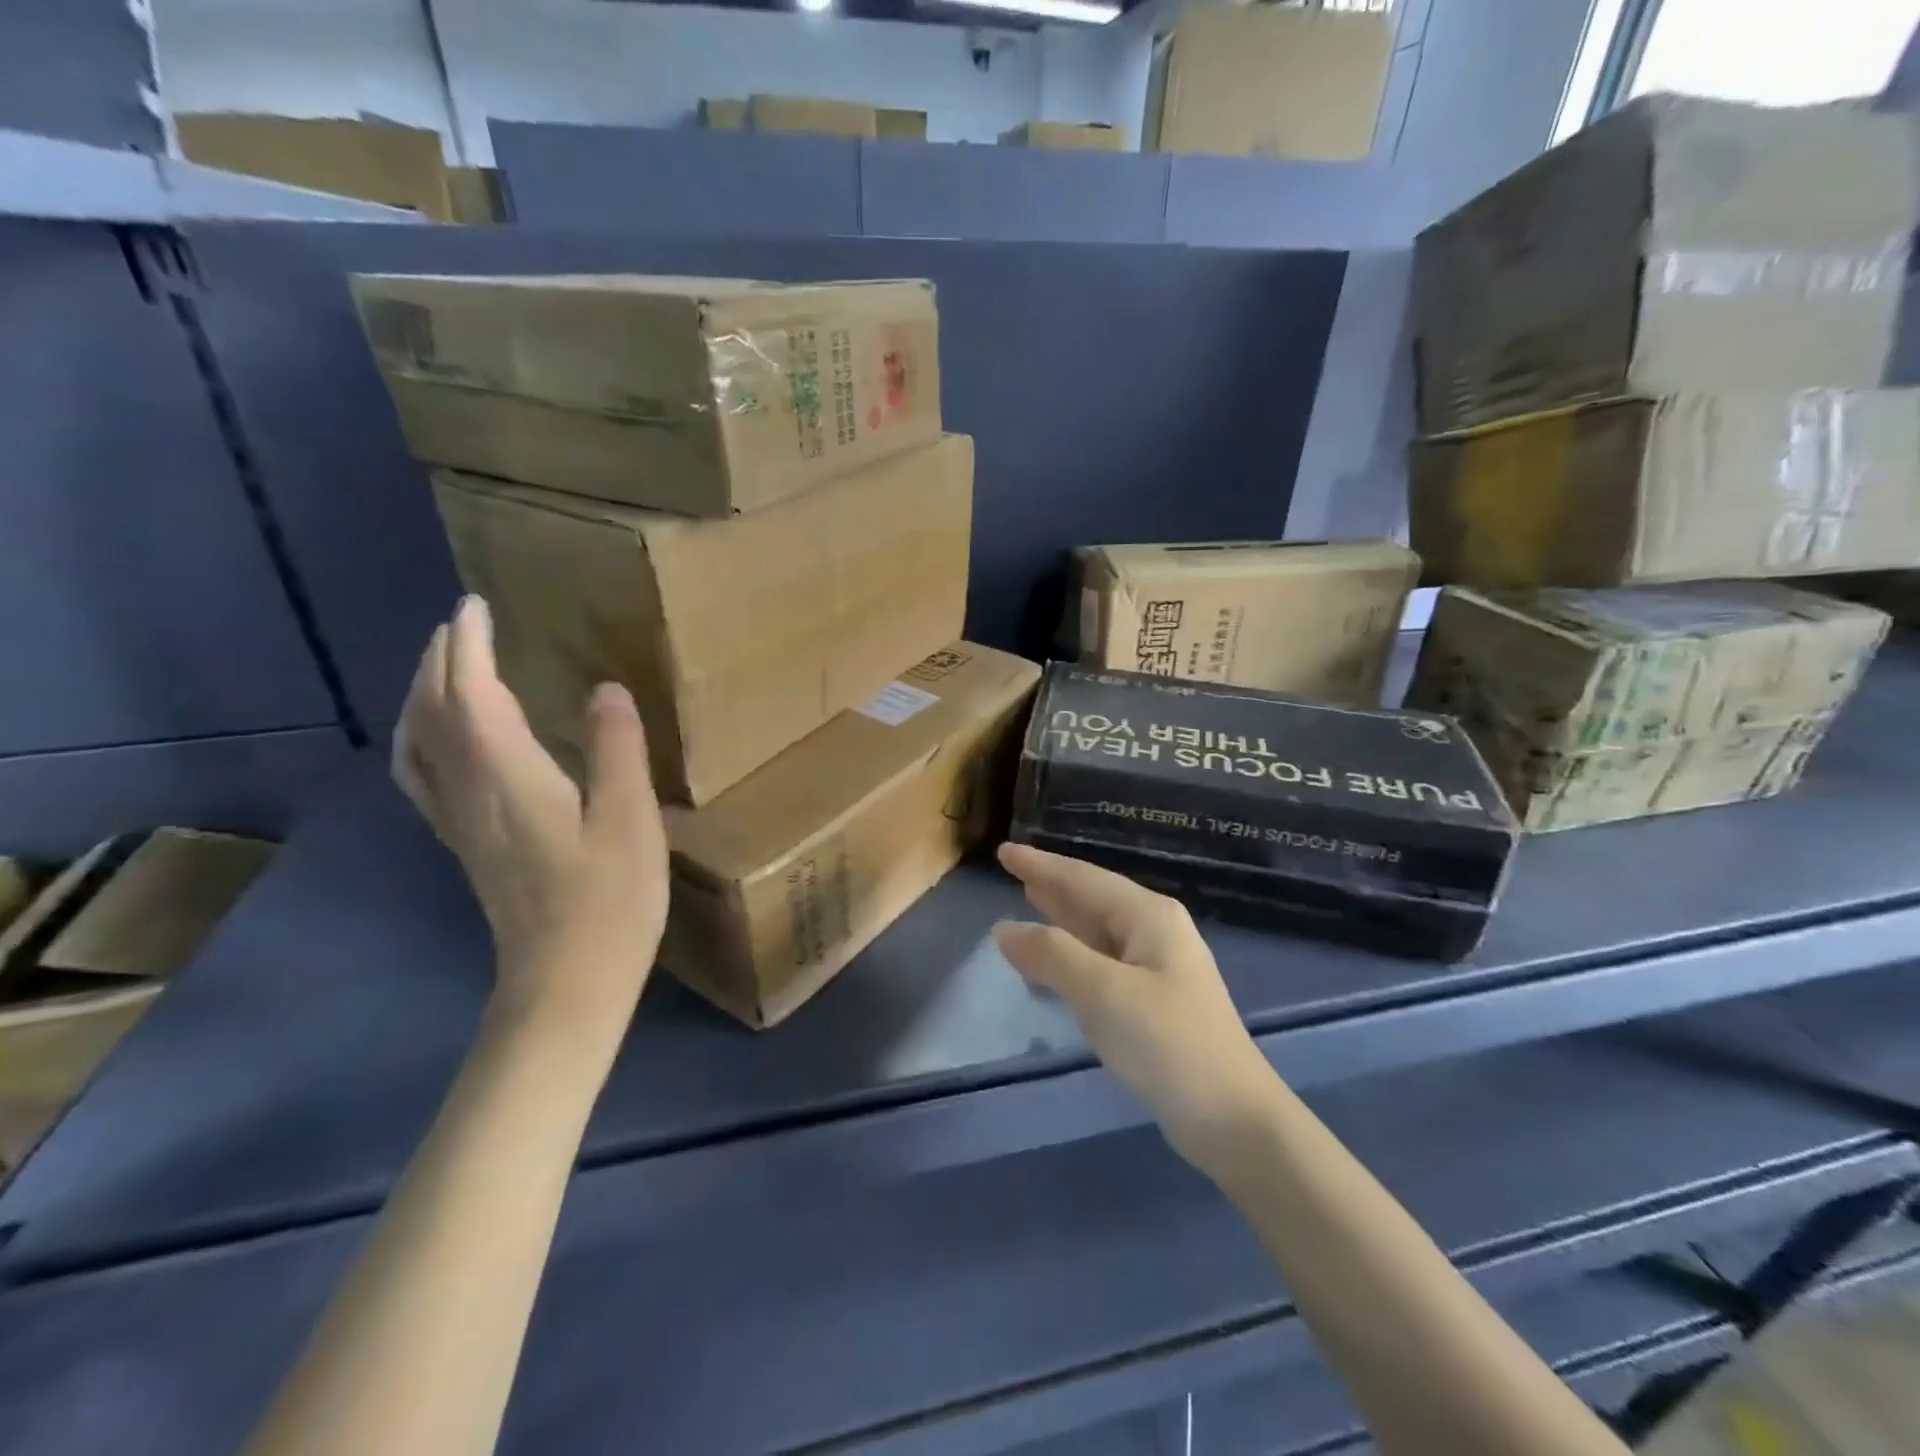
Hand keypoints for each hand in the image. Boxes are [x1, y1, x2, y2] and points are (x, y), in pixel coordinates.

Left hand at [393, 597, 669, 1030]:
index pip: (471, 694)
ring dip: (425, 697)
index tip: (477, 606)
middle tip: (464, 626)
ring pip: (419, 745)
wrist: (565, 984)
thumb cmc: (607, 901)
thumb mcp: (628, 820)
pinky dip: (425, 740)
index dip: (470, 646)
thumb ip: (616, 749)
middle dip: (441, 662)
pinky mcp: (468, 847)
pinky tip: (448, 745)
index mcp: (506, 777)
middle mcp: (469, 793)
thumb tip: (603, 688)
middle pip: (433, 713)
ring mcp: (461, 824)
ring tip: (448, 672)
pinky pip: (427, 776)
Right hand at [993, 843, 1280, 1170]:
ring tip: (1028, 897)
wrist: (1232, 1119)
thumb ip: (1052, 954)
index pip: (1083, 878)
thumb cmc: (1167, 1043)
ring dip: (1062, 915)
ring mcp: (1157, 967)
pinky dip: (1073, 952)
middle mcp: (1155, 931)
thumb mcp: (1103, 993)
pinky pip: (1102, 960)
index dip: (1041, 864)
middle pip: (1093, 898)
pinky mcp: (1153, 1001)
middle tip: (1012, 869)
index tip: (1004, 851)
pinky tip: (1056, 958)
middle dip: (1052, 884)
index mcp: (1148, 916)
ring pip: (1098, 929)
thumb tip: (1003, 928)